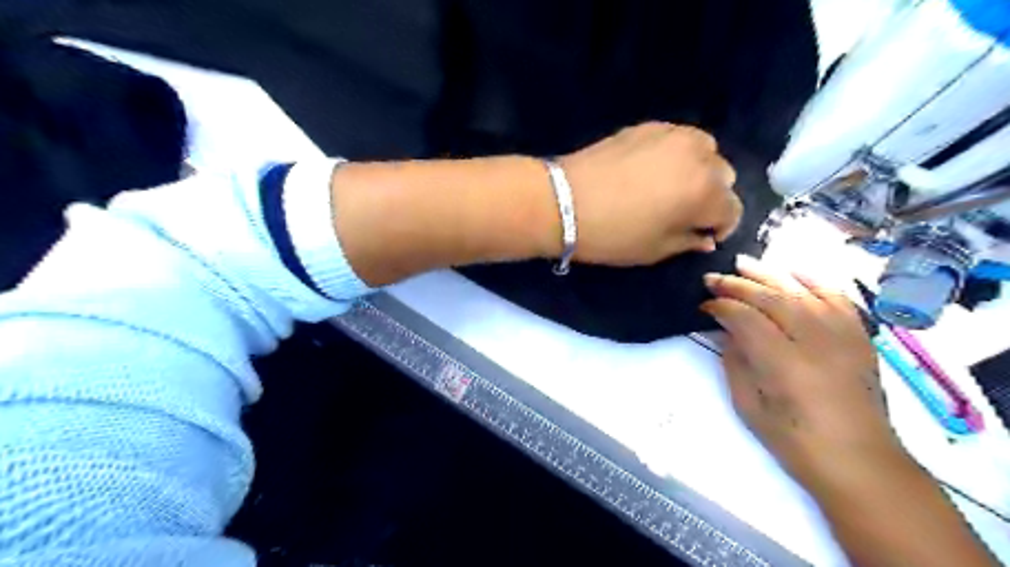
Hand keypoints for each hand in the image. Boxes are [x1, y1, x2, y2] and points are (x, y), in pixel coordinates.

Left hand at [560, 119, 738, 265]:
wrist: (563, 201)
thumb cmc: (613, 234)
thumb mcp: (655, 250)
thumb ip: (689, 241)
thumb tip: (705, 237)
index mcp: (706, 191)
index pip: (733, 209)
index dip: (720, 227)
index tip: (702, 235)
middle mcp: (699, 156)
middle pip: (723, 176)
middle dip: (711, 196)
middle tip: (684, 212)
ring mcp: (673, 135)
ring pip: (705, 150)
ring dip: (698, 170)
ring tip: (672, 186)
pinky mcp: (647, 125)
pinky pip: (676, 138)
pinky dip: (675, 154)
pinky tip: (652, 169)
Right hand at [704, 256, 907, 492]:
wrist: (860, 462)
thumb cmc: (796, 442)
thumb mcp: (750, 406)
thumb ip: (735, 362)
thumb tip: (727, 332)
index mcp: (784, 364)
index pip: (746, 318)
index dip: (722, 307)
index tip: (704, 305)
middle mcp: (815, 342)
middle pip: (771, 298)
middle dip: (737, 285)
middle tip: (712, 278)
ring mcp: (842, 336)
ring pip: (801, 291)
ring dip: (769, 274)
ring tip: (742, 263)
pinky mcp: (859, 337)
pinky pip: (837, 297)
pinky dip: (815, 280)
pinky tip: (794, 271)